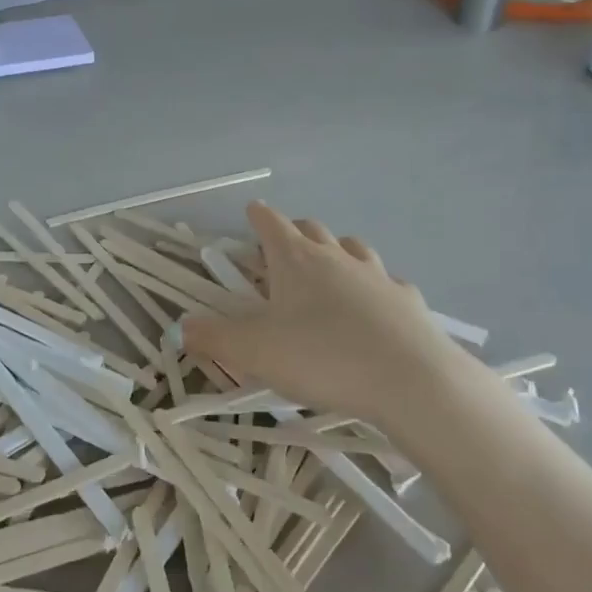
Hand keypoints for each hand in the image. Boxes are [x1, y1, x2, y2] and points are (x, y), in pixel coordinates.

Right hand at [182, 203, 490, 430]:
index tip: (251, 211)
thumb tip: (183, 327)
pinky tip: (373, 307)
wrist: (409, 380)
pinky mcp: (407, 300)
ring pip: (353, 248)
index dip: (258, 216)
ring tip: (328, 269)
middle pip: (312, 229)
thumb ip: (213, 338)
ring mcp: (377, 275)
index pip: (271, 223)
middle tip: (283, 247)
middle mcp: (336, 257)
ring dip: (336, 251)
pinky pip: (387, 282)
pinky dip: (374, 287)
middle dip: (294, 231)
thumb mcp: (253, 353)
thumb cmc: (320, 357)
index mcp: (295, 260)